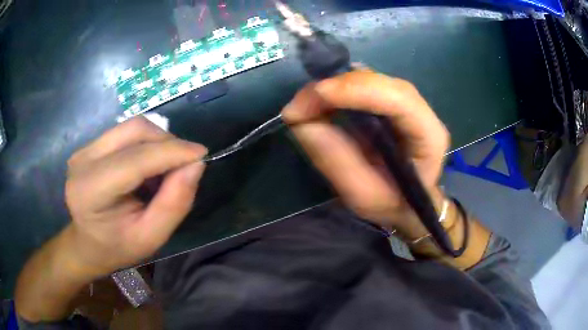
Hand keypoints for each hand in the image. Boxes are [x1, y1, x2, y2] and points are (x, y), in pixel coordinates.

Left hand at [64, 117, 206, 276]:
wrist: (87, 243)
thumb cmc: (117, 247)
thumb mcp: (151, 238)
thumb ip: (174, 203)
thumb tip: (195, 164)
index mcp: (91, 191)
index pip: (136, 159)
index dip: (172, 152)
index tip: (202, 154)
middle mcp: (84, 161)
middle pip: (134, 130)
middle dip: (166, 142)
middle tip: (183, 164)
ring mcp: (84, 149)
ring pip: (131, 127)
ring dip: (157, 141)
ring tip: (165, 167)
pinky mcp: (89, 145)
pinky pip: (125, 133)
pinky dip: (145, 144)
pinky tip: (147, 166)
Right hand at [282, 69, 448, 234]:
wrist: (409, 202)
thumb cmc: (392, 203)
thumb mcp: (362, 194)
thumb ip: (334, 159)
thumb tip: (300, 120)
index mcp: (429, 136)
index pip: (399, 99)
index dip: (358, 90)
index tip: (317, 95)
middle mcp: (421, 111)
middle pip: (379, 83)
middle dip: (335, 88)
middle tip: (297, 108)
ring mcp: (406, 102)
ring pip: (367, 79)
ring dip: (332, 88)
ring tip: (304, 108)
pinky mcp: (390, 101)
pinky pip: (361, 86)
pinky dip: (336, 92)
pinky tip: (319, 104)